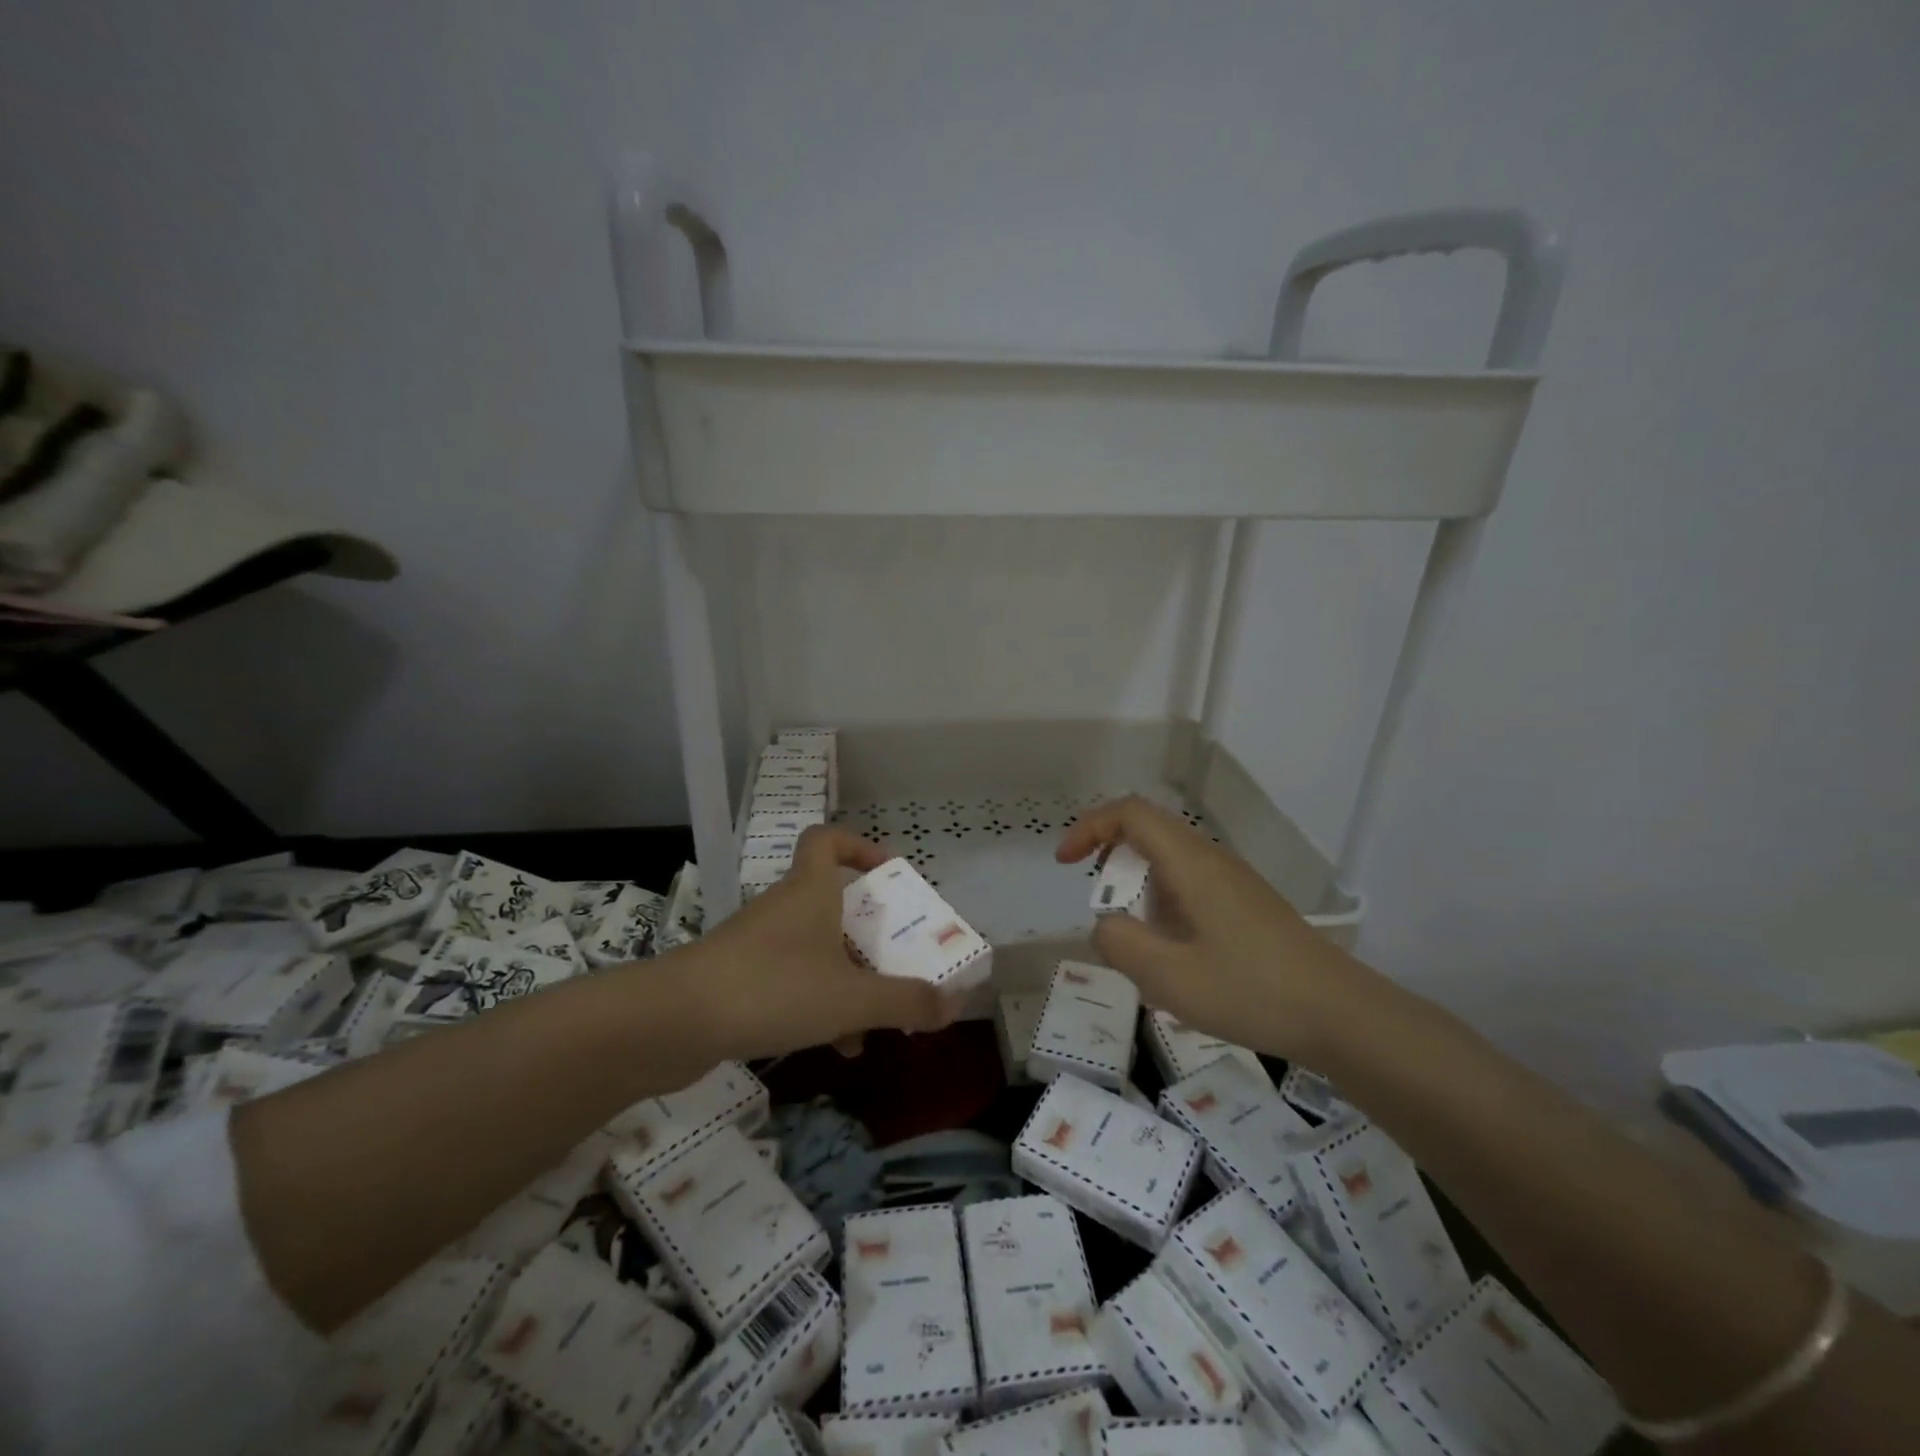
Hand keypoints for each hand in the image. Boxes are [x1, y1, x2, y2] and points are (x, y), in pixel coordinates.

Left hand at [665, 827, 959, 1060]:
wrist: (673, 1021)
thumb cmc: (774, 988)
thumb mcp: (852, 998)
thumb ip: (906, 1001)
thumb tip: (953, 1004)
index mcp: (811, 890)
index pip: (827, 839)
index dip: (859, 846)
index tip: (888, 873)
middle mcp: (784, 907)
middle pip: (831, 901)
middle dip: (868, 931)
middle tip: (897, 957)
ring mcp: (757, 943)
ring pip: (815, 948)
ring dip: (848, 976)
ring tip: (876, 1017)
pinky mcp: (738, 978)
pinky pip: (792, 980)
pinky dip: (818, 1003)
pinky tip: (835, 1044)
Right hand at [1056, 796, 1363, 1063]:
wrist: (1342, 1015)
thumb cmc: (1250, 991)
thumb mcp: (1168, 976)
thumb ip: (1119, 942)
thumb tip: (1106, 924)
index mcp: (1190, 863)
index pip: (1129, 813)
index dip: (1089, 827)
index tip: (1066, 864)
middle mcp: (1211, 860)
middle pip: (1148, 833)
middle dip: (1111, 863)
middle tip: (1104, 911)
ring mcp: (1234, 882)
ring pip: (1169, 864)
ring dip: (1139, 892)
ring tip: (1139, 946)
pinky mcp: (1247, 906)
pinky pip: (1190, 889)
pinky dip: (1164, 909)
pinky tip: (1176, 960)